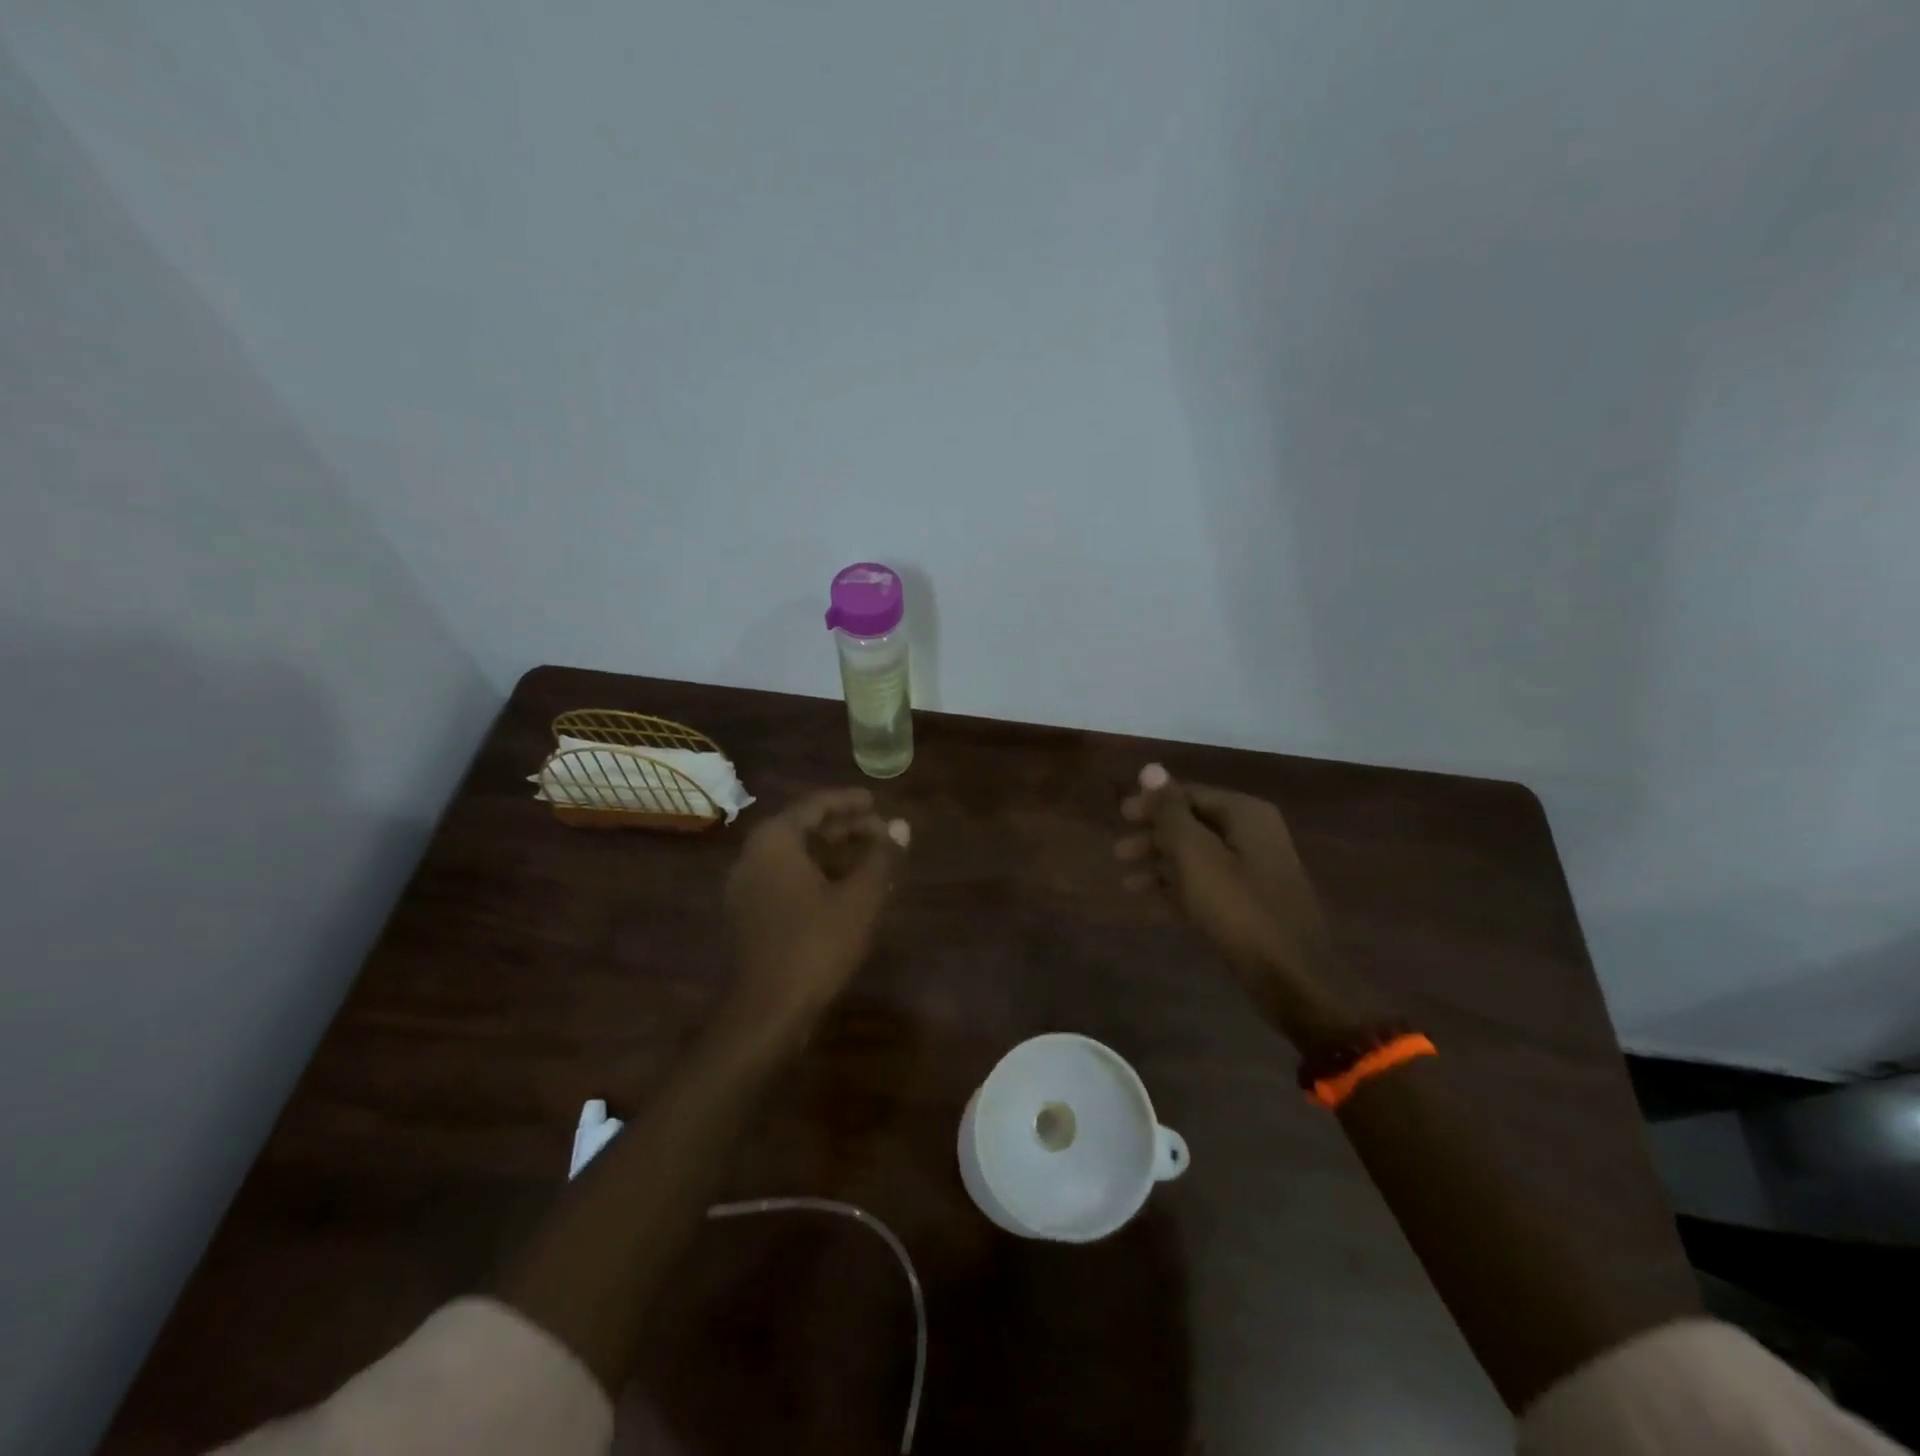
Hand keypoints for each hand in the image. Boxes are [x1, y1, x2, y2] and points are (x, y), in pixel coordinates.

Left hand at [722, 788, 908, 1038]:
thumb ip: (881, 857)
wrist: (769, 1010)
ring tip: (873, 859)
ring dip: (834, 853)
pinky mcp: (751, 913)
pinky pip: (788, 879)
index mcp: (774, 841)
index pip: (814, 806)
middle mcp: (754, 856)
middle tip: (882, 832)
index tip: (876, 801)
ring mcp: (748, 887)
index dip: (848, 802)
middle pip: (804, 829)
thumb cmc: (816, 944)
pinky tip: (849, 889)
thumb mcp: (859, 898)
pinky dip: (818, 875)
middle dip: (845, 829)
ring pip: (797, 856)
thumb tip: (902, 826)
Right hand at [1116, 764, 1351, 1039]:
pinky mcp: (1251, 904)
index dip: (1152, 804)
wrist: (1292, 977)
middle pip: (1192, 825)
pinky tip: (1153, 902)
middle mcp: (1254, 835)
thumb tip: (1151, 767)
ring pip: (1197, 857)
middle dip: (1153, 837)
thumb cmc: (1238, 908)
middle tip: (1118, 853)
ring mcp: (1255, 871)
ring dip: (1161, 865)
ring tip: (1127, 884)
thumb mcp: (1195, 854)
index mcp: (1246, 814)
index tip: (1120, 817)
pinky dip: (1179, 889)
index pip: (1190, 794)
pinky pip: (1207, 885)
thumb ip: (1170, 811)